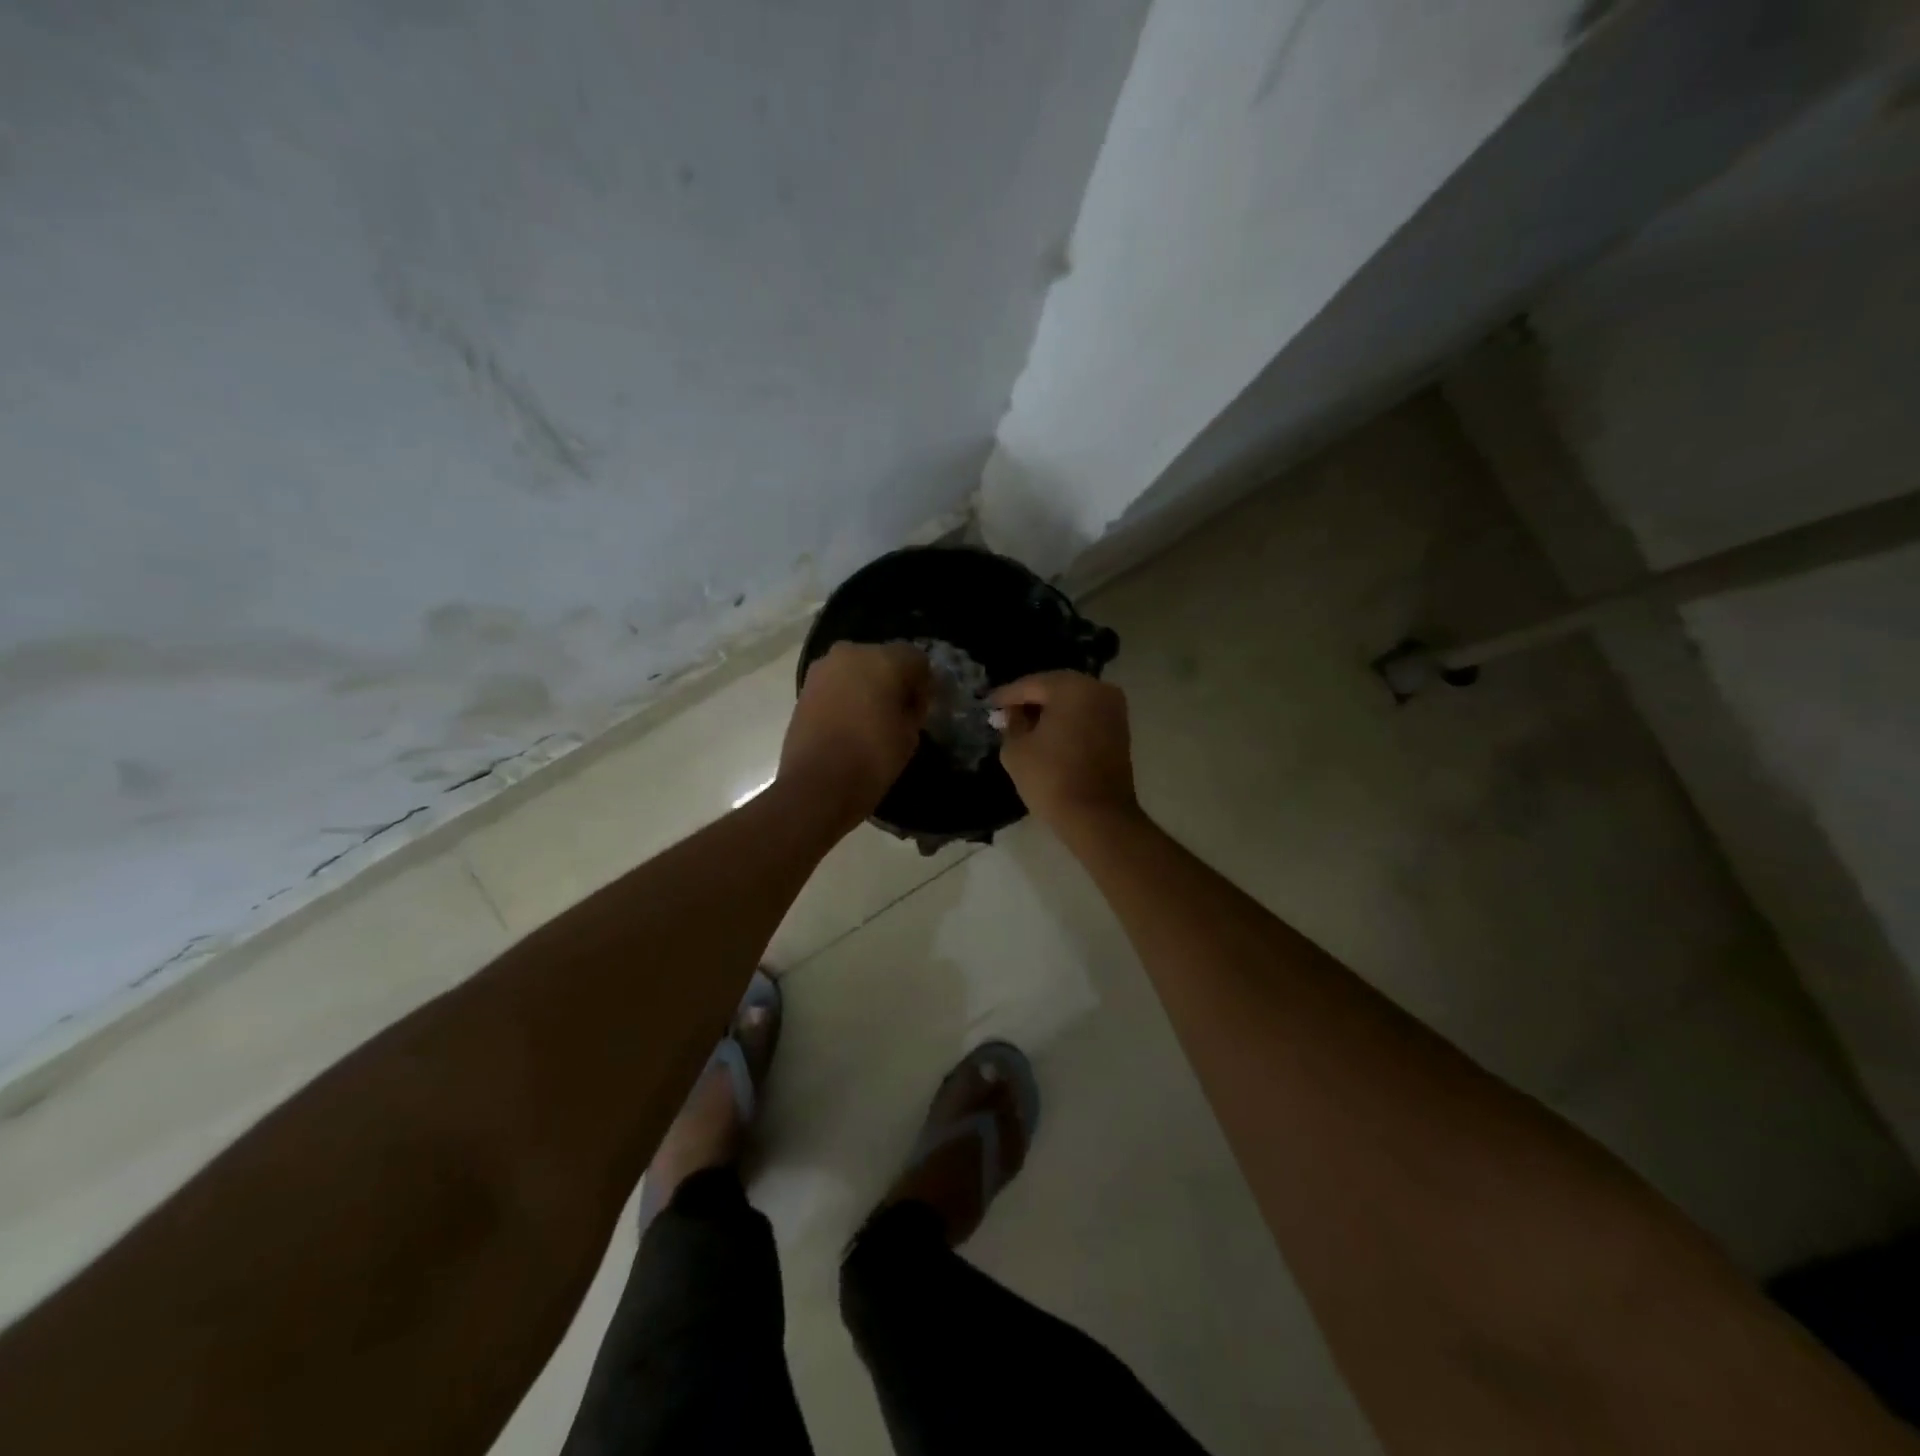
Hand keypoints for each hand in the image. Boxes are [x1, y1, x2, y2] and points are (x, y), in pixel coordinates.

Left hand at [780, 642, 930, 827]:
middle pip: (883, 658)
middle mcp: (852, 653)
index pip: (916, 659)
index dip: (923, 684)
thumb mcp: (910, 735)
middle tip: (898, 712)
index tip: (921, 710)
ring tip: (872, 719)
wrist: (816, 784)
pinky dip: (846, 695)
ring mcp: (823, 668)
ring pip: (856, 669)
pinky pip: (836, 683)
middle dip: (893, 680)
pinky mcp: (804, 687)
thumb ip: (913, 708)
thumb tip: (908, 701)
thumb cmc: (872, 758)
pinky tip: (850, 722)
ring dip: (867, 686)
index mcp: (884, 660)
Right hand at [991, 671, 1136, 832]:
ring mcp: (1114, 709)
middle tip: (1005, 713)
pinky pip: (1086, 715)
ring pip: (1073, 701)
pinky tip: (1048, 734)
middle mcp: (1098, 689)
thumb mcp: (1016, 749)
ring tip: (1024, 725)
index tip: (988, 704)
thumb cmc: (1051, 778)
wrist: (1098, 816)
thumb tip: (1012, 713)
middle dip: (1029, 700)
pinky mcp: (1120, 729)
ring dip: (1049, 710)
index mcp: (1072, 687)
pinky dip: (1067, 721)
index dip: (1006, 695)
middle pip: (1054, 688)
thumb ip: (1011, 723)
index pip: (1030, 684)